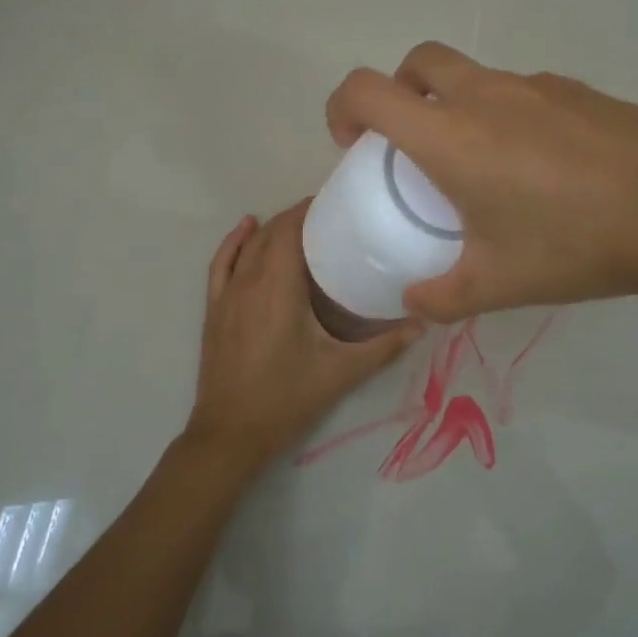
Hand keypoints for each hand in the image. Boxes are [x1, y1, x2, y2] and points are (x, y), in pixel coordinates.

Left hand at [186, 201, 419, 470]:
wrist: (231, 433)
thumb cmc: (286, 399)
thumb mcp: (341, 372)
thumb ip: (383, 347)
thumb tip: (423, 323)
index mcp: (277, 288)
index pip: (290, 230)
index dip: (310, 209)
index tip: (338, 203)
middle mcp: (249, 282)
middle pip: (271, 233)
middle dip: (298, 217)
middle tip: (332, 217)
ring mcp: (227, 295)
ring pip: (248, 246)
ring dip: (272, 228)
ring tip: (302, 223)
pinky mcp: (214, 310)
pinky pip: (221, 264)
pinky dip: (234, 242)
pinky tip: (246, 228)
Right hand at [325, 42, 637, 321]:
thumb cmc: (574, 244)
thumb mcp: (497, 284)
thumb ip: (441, 297)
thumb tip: (412, 303)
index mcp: (450, 136)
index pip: (367, 90)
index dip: (342, 108)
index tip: (353, 147)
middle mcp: (485, 96)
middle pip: (418, 62)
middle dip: (399, 93)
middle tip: (412, 146)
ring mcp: (535, 87)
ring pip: (473, 76)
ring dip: (456, 105)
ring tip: (484, 168)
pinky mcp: (577, 90)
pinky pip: (521, 92)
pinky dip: (506, 115)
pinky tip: (540, 167)